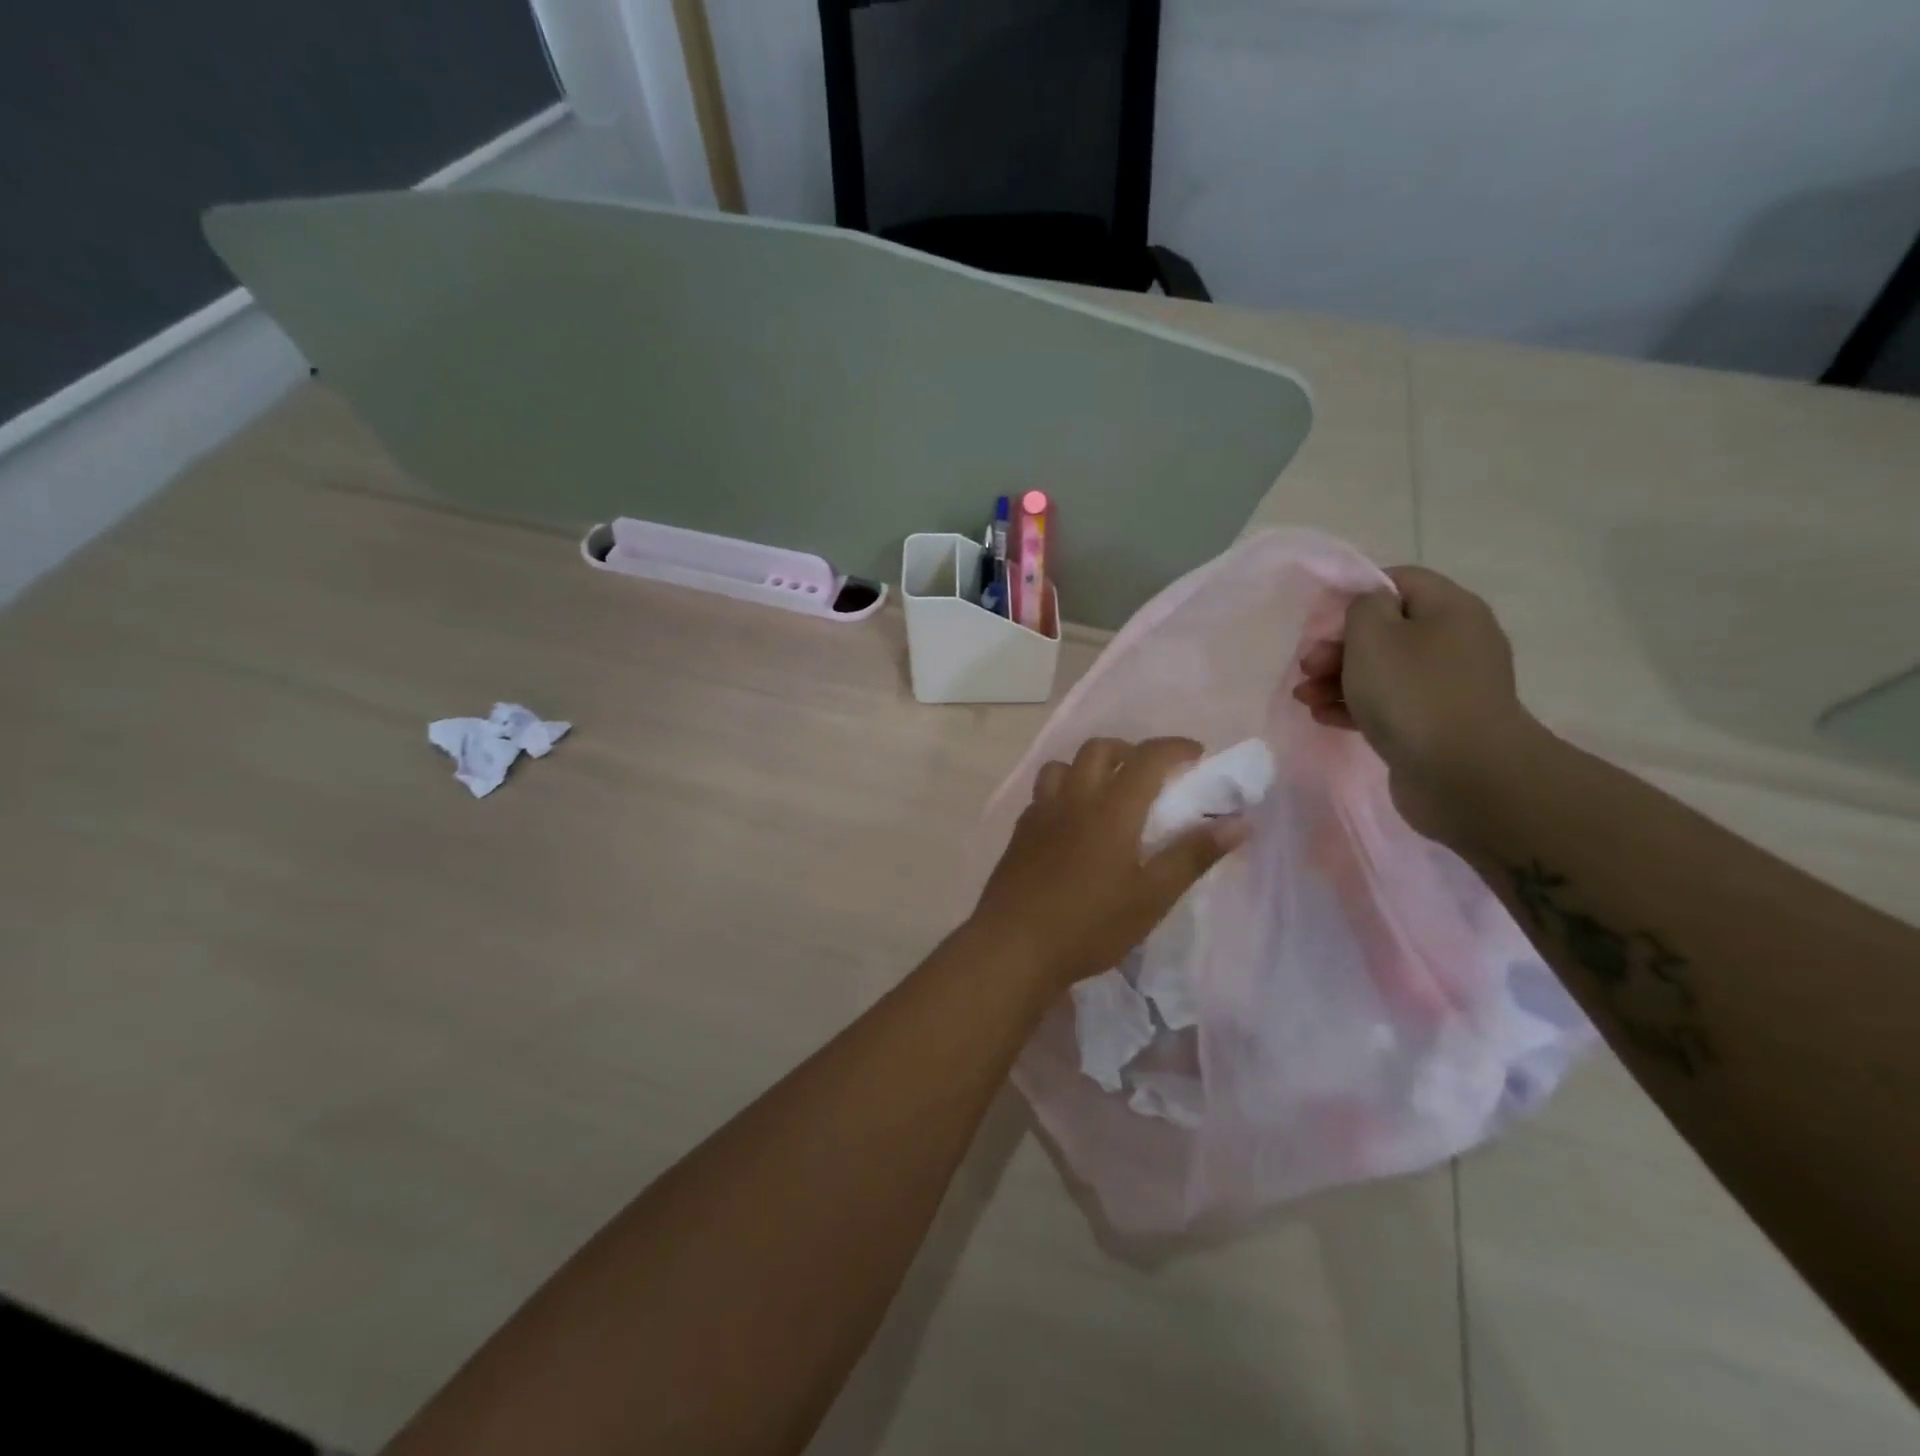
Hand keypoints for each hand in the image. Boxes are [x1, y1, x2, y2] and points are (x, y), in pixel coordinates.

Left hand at [970, 737, 1250, 991]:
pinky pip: (1043, 793)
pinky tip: (1072, 823)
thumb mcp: (1152, 896)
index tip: (1197, 755)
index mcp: (1111, 808)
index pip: (1147, 757)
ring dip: (1089, 767)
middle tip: (1151, 775)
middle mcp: (1073, 798)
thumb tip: (1239, 823)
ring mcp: (1041, 812)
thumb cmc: (1091, 924)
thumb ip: (1193, 855)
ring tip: (1107, 793)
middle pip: (1100, 749)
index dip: (1175, 748)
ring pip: (1063, 765)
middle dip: (1130, 751)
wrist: (1014, 945)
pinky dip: (1064, 791)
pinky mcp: (1020, 831)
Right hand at [1292, 566, 1542, 844]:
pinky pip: (1390, 704)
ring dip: (1339, 680)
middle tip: (1307, 667)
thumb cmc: (1412, 692)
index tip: (1321, 620)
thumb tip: (1370, 608)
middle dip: (1339, 647)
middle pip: (1387, 630)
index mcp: (1450, 609)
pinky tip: (1324, 717)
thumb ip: (1362, 608)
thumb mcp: (1373, 635)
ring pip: (1384, 671)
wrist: (1462, 773)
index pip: (1399, 581)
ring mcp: (1449, 686)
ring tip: (1305, 698)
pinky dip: (1356, 706)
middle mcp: (1456, 641)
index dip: (1356, 594)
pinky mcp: (1437, 724)